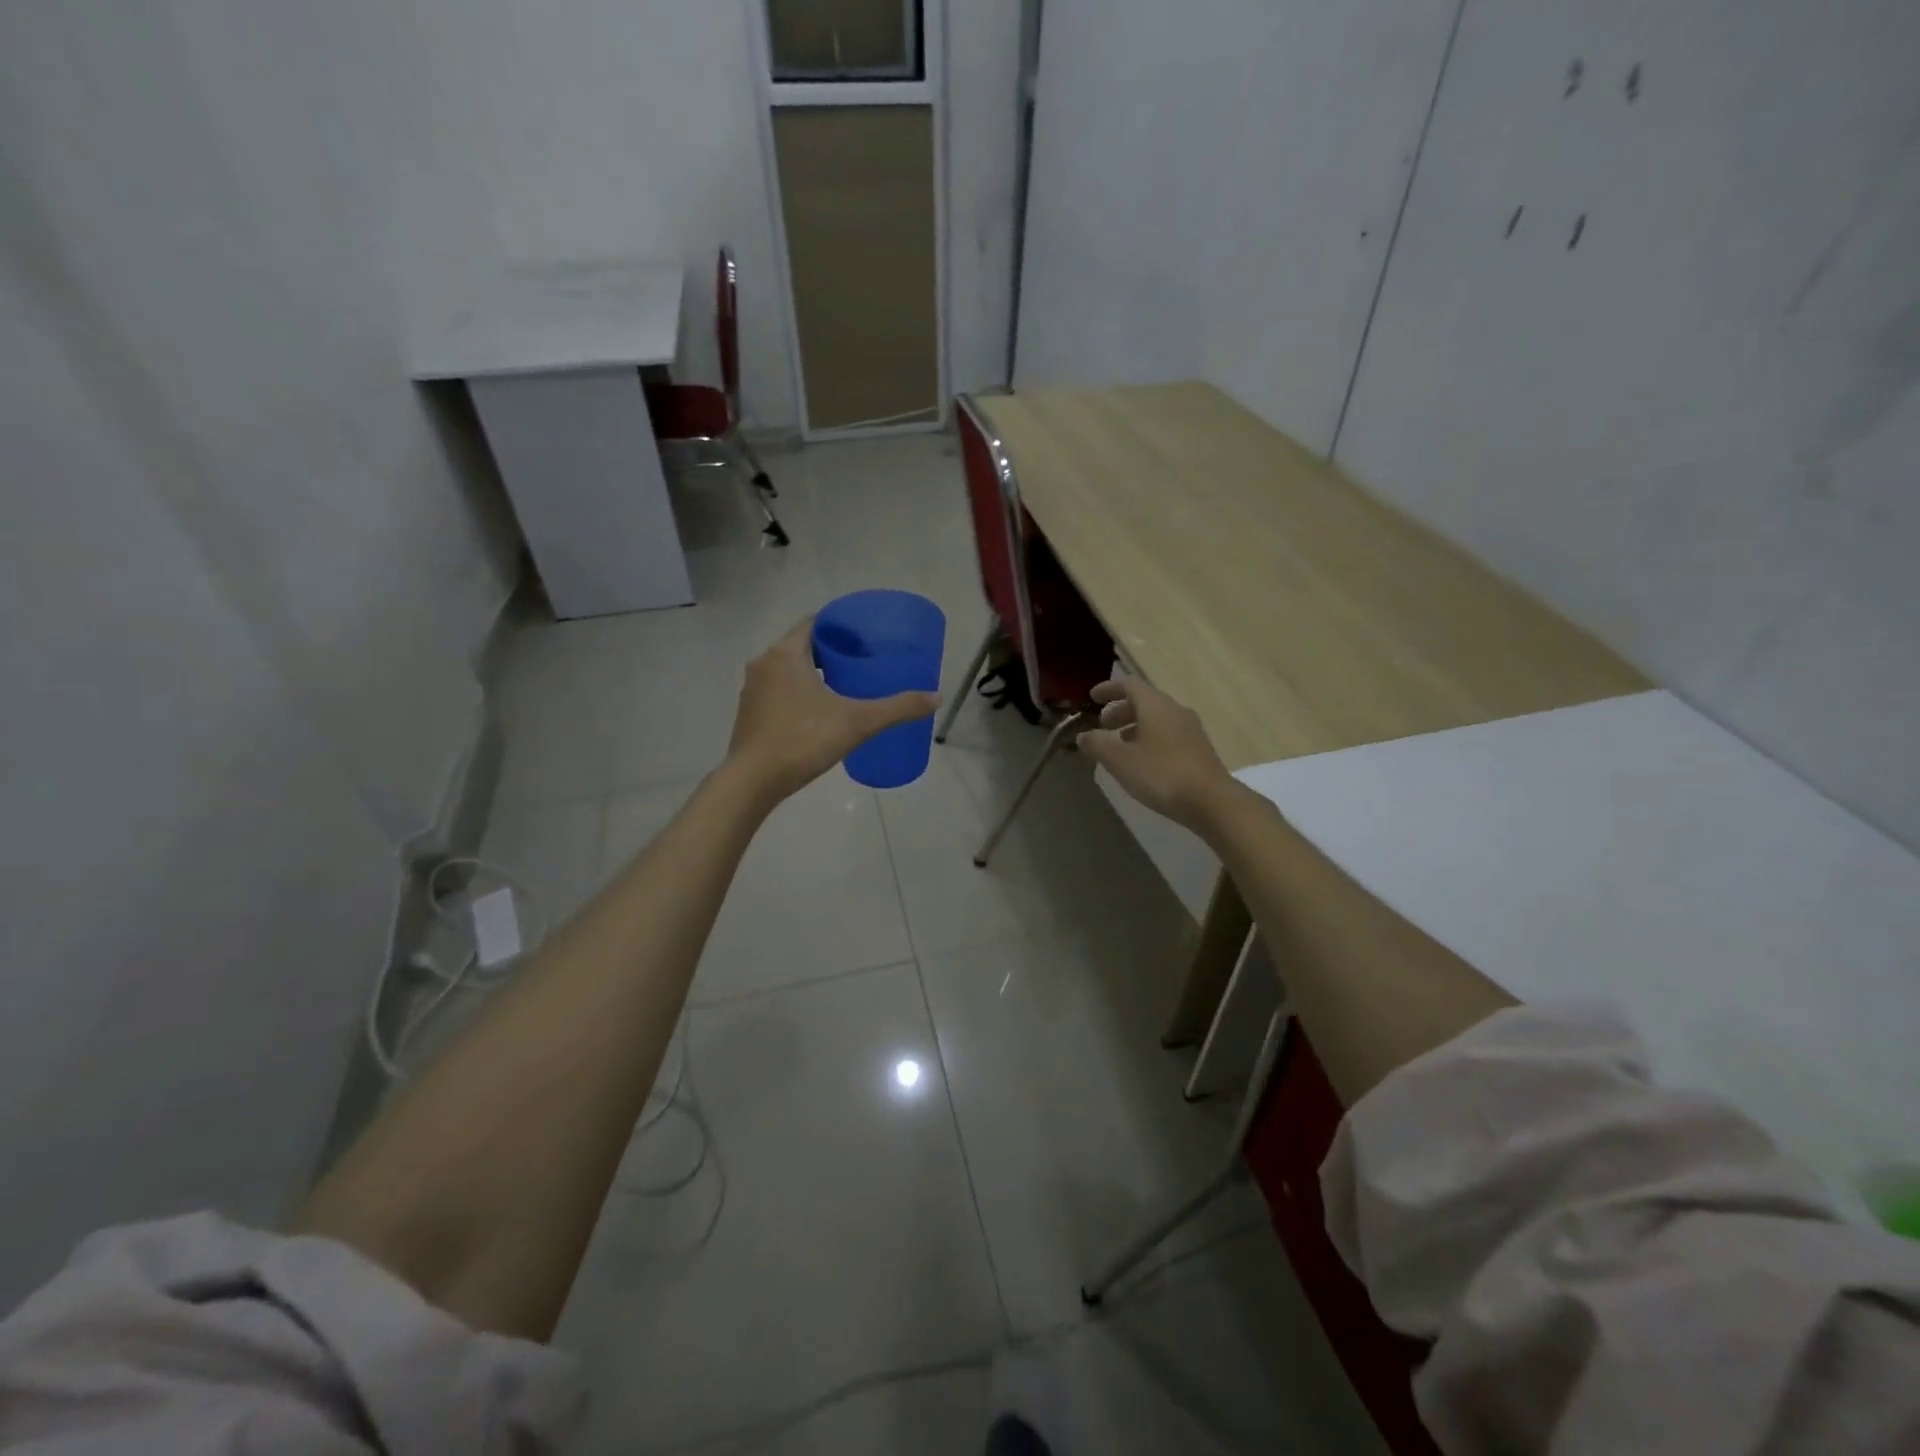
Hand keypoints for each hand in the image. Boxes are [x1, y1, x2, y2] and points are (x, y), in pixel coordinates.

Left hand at [725, 617, 938, 803]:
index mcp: (786, 654)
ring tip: (843, 687)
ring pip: (787, 670)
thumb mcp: (858, 722)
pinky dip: (797, 694)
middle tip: (861, 663)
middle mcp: (764, 663)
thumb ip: (898, 708)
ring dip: (812, 674)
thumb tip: (936, 697)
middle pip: (801, 646)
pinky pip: (777, 692)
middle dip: (830, 652)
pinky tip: (817, 713)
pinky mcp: (748, 714)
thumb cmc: (803, 740)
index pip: (815, 623)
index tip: (864, 638)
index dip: (841, 626)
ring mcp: (751, 690)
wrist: (753, 781)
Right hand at [1076, 678, 1236, 831]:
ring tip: (1118, 746)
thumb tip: (1083, 735)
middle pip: (1144, 701)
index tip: (1092, 698)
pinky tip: (1141, 761)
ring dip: (1134, 726)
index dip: (1109, 689)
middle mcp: (1175, 710)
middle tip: (1102, 727)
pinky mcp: (1198, 749)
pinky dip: (1148, 738)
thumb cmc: (1162, 775)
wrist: (1212, 801)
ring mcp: (1190, 729)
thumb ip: (1098, 744)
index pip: (1130, 685)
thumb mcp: (1121, 760)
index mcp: (1156, 706)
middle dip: (1120, 711)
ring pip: (1156, 718)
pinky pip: (1167, 733)